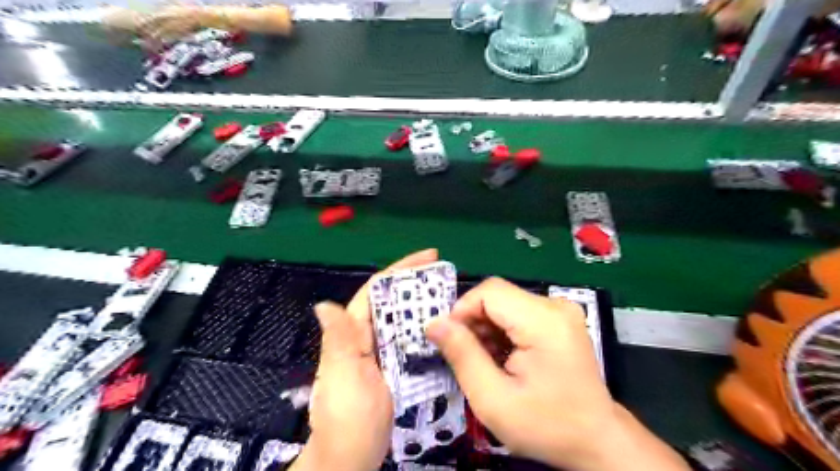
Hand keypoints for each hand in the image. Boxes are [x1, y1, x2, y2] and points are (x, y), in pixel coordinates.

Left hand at [292, 250, 438, 469]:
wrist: (352, 459)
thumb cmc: (347, 419)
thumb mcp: (344, 378)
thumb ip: (339, 342)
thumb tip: (324, 304)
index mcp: (353, 333)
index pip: (375, 291)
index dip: (399, 270)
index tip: (428, 256)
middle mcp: (367, 337)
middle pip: (393, 302)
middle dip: (416, 284)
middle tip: (446, 275)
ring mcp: (382, 353)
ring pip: (404, 320)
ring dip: (424, 306)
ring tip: (451, 297)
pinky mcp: (395, 369)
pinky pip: (412, 342)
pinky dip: (426, 331)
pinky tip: (445, 329)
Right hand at [428, 277, 688, 470]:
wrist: (596, 440)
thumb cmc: (546, 425)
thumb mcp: (493, 399)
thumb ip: (461, 355)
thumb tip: (434, 323)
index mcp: (544, 321)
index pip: (489, 291)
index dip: (462, 311)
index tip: (451, 342)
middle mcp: (555, 306)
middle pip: (497, 296)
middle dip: (474, 322)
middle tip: (468, 357)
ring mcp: (560, 310)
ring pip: (505, 303)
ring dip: (487, 328)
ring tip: (487, 361)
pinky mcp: (559, 318)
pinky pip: (518, 312)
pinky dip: (502, 331)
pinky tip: (503, 357)